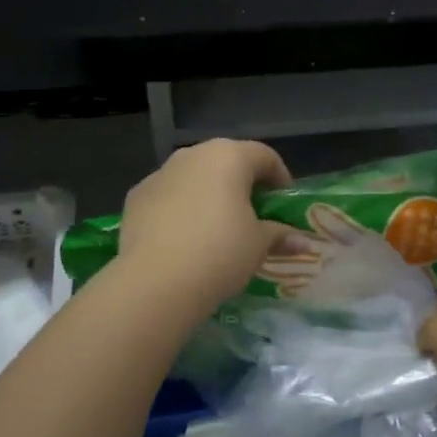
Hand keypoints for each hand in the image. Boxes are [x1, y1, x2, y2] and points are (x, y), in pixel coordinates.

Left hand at [116, 139, 293, 312]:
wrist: (156, 282)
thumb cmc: (221, 252)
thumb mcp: (259, 245)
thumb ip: (279, 235)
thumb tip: (300, 242)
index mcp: (229, 156)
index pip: (264, 156)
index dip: (280, 178)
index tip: (285, 204)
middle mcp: (193, 155)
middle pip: (226, 162)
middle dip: (242, 185)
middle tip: (254, 215)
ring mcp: (160, 174)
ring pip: (194, 177)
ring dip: (209, 195)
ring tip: (217, 228)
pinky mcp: (136, 197)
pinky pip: (168, 197)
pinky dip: (181, 209)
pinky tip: (185, 239)